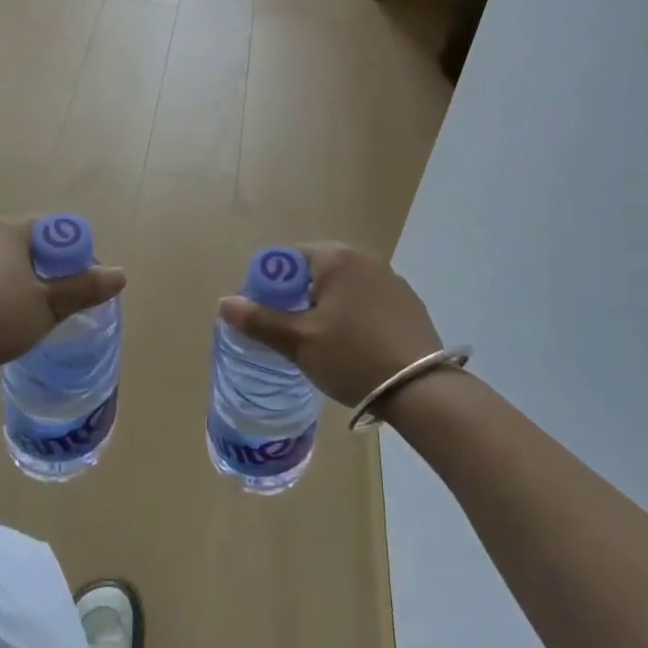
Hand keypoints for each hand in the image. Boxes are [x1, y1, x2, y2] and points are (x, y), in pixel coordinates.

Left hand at [0, 217, 125, 377]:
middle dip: (50, 271)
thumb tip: (121, 274)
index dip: (76, 254)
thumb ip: (83, 288)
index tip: (82, 285)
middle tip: (60, 303)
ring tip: (29, 317)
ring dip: (24, 285)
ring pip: (7, 265)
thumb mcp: (48, 304)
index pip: (56, 229)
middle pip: (32, 246)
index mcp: (12, 229)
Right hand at [218, 243, 442, 407]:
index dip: (270, 286)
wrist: (421, 389)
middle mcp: (364, 258)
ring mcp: (390, 279)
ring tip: (322, 343)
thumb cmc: (352, 357)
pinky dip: (353, 315)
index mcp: (335, 258)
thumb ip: (260, 320)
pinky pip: (366, 300)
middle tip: (291, 333)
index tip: (267, 318)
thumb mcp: (299, 342)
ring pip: (342, 287)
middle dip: (298, 297)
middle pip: (315, 271)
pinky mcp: (407, 302)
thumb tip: (225, 303)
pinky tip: (355, 346)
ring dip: (326, 306)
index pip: (288, 258)